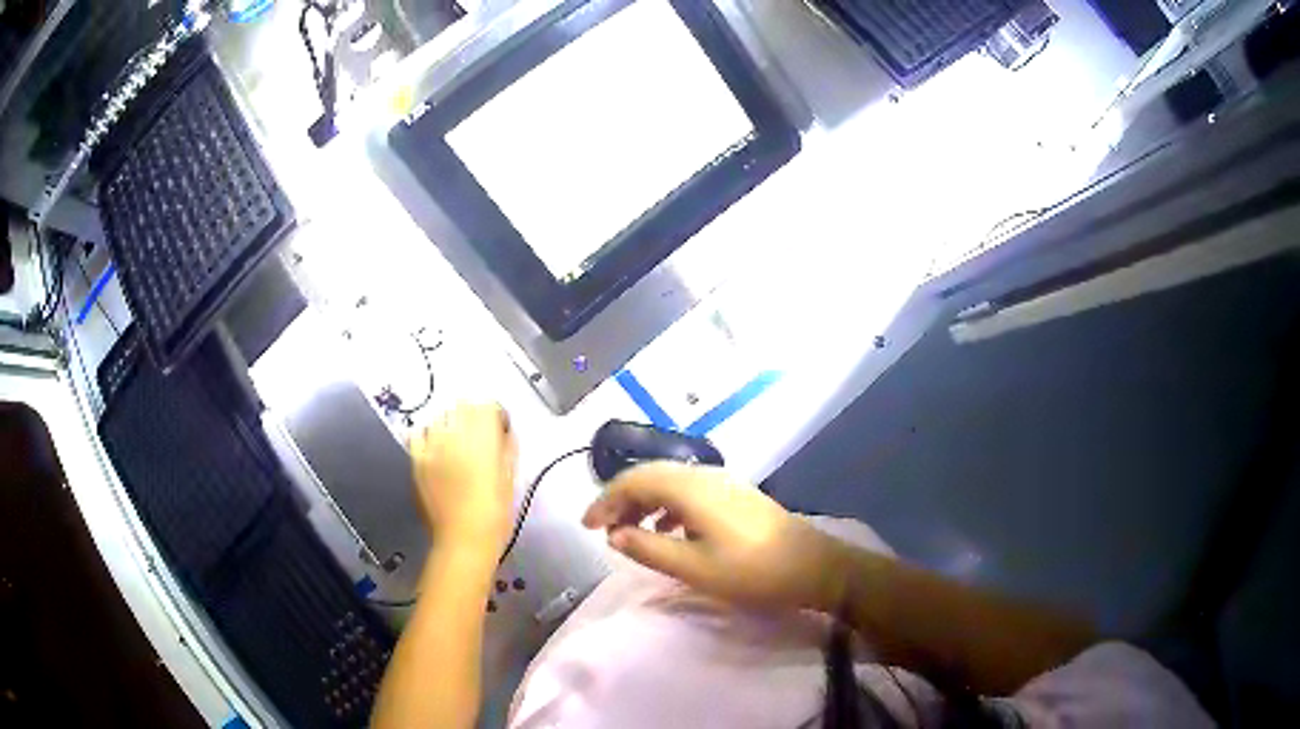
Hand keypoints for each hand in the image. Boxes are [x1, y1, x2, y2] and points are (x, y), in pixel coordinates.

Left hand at [409, 402, 516, 562]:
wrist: (464, 540)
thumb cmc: (495, 513)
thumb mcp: (510, 478)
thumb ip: (507, 448)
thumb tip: (503, 431)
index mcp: (484, 438)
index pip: (488, 405)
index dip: (495, 414)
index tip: (499, 429)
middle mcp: (456, 434)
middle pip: (463, 405)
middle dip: (472, 415)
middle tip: (478, 435)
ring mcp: (433, 445)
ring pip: (440, 416)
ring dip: (450, 423)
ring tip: (455, 442)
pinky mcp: (416, 459)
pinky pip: (418, 432)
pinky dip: (427, 435)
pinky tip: (434, 448)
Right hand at [582, 462, 848, 611]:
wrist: (813, 567)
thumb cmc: (751, 571)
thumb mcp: (694, 568)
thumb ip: (649, 548)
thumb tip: (614, 535)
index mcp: (691, 488)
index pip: (634, 480)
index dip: (605, 499)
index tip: (586, 526)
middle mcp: (704, 475)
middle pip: (651, 475)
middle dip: (621, 498)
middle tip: (603, 528)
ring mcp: (723, 482)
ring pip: (670, 482)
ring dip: (644, 502)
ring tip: (629, 531)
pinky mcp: (735, 495)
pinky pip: (688, 491)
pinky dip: (667, 506)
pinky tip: (667, 529)